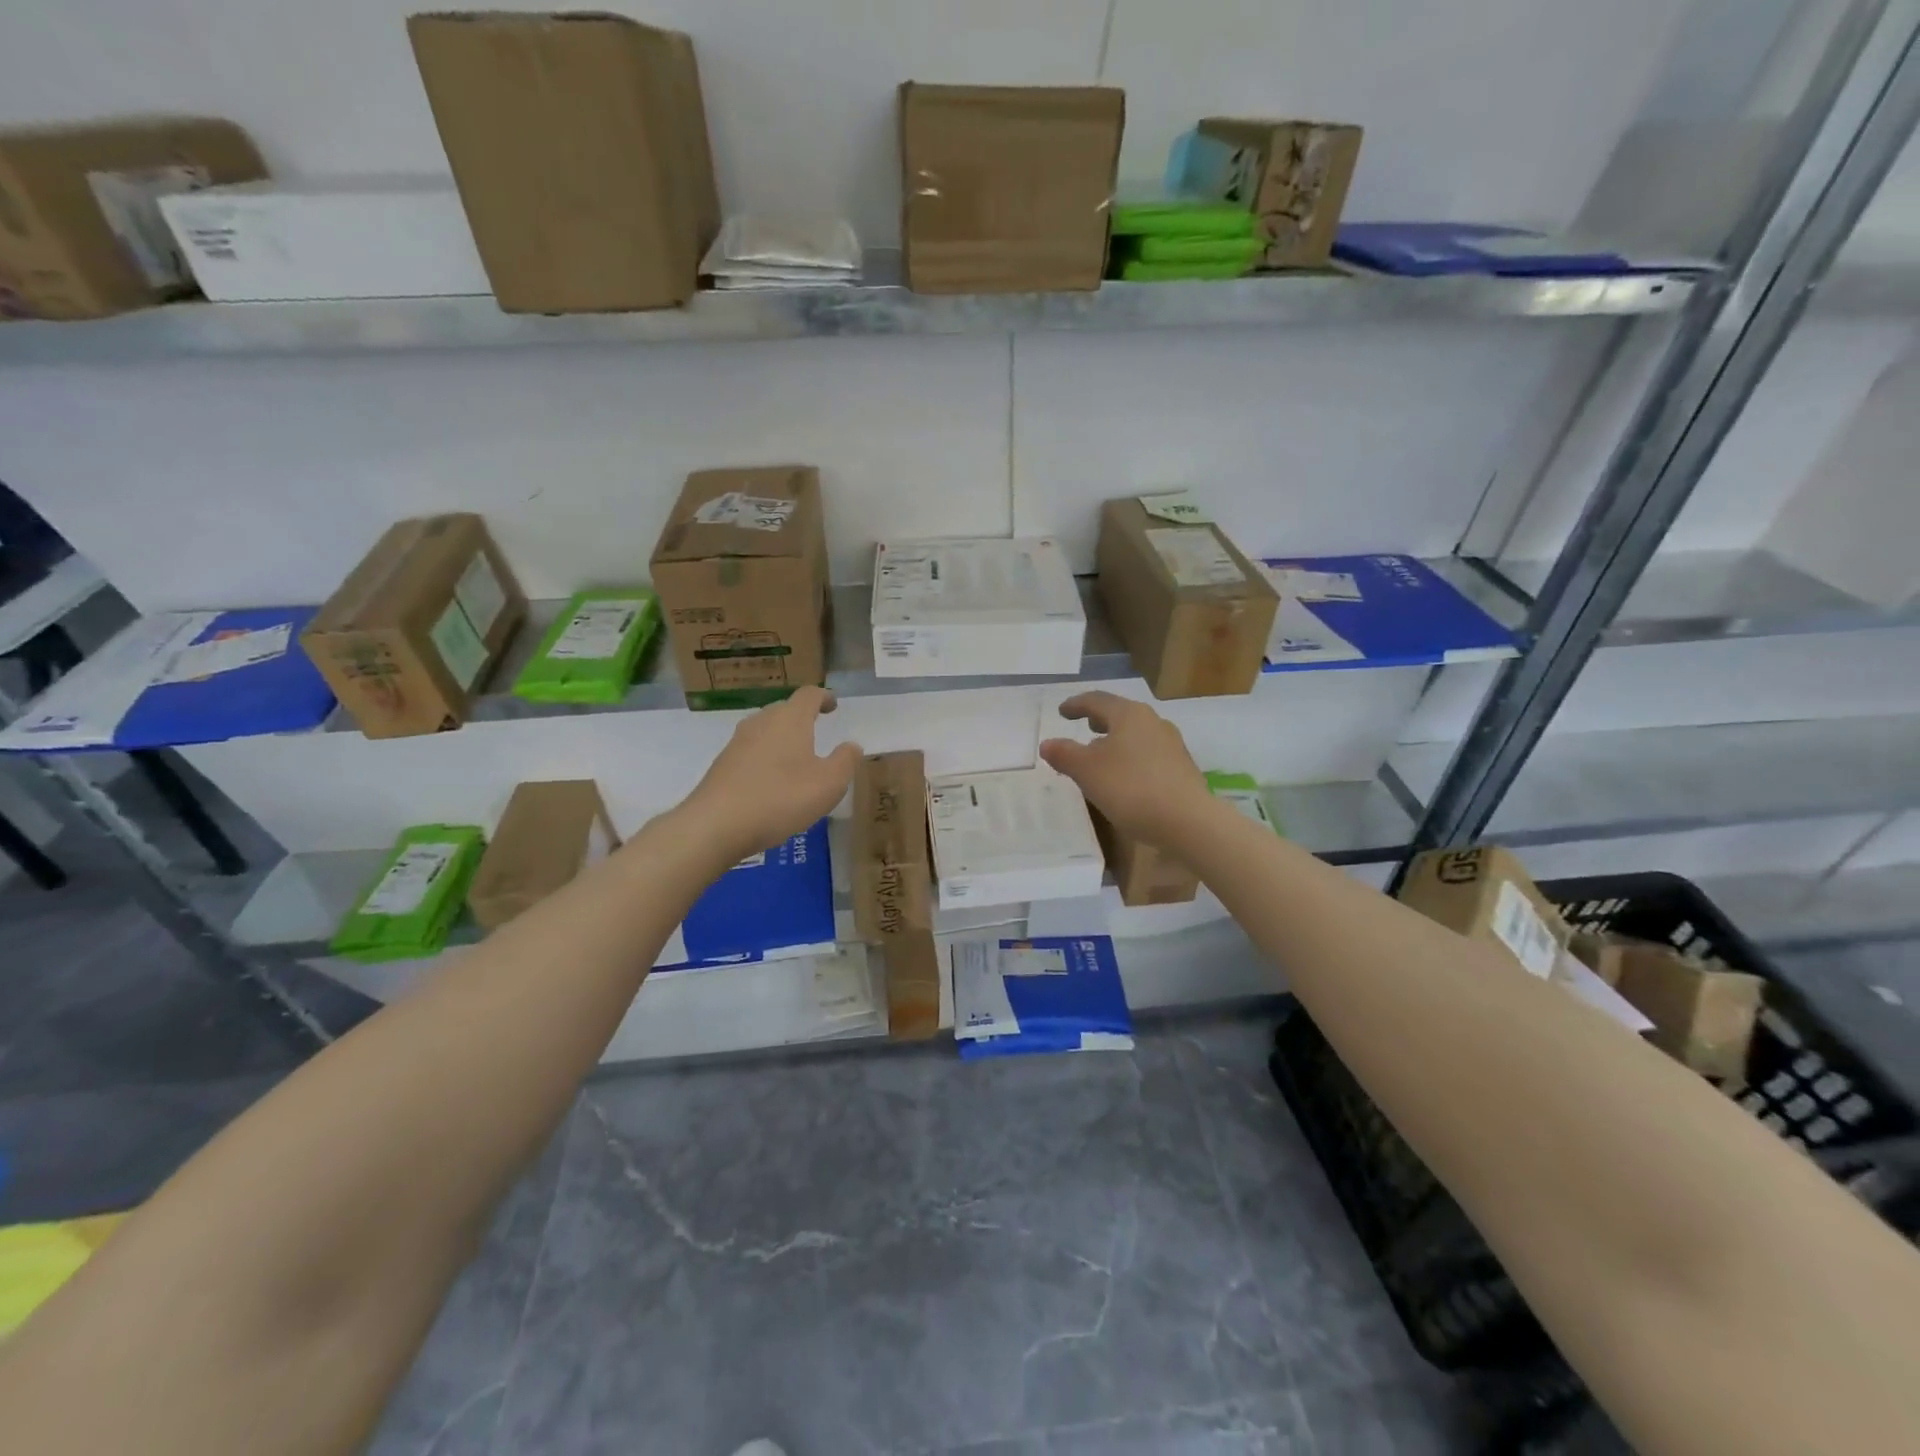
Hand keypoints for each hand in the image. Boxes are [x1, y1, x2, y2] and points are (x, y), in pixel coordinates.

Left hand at [683, 687, 861, 859]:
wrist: (716, 824)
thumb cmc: (781, 798)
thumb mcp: (828, 784)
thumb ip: (845, 761)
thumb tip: (851, 745)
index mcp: (790, 720)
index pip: (809, 695)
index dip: (824, 697)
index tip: (833, 706)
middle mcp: (761, 722)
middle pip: (785, 709)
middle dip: (802, 717)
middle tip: (817, 731)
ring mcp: (737, 742)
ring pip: (766, 730)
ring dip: (782, 738)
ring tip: (796, 758)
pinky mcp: (722, 764)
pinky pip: (751, 751)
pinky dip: (766, 757)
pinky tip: (771, 781)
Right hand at [1038, 691, 1209, 842]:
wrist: (1187, 821)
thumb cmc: (1130, 788)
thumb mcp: (1087, 771)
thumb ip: (1065, 754)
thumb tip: (1047, 743)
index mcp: (1129, 715)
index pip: (1097, 700)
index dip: (1076, 704)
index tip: (1062, 711)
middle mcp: (1153, 722)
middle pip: (1121, 714)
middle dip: (1100, 720)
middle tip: (1085, 726)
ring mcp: (1172, 745)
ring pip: (1136, 734)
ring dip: (1116, 740)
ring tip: (1102, 754)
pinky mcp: (1181, 768)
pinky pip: (1148, 754)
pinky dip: (1131, 757)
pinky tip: (1125, 777)